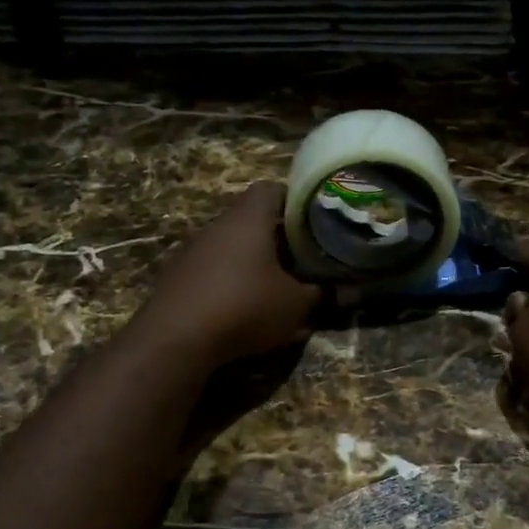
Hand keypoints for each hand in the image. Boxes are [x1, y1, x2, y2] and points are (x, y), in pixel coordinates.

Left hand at [131, 181, 320, 372]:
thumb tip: (354, 291)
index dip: (295, 200)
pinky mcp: (176, 277)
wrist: (175, 339)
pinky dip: (227, 281)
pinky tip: (239, 306)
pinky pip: (210, 269)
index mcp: (248, 218)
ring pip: (229, 245)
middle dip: (276, 236)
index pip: (272, 188)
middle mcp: (217, 225)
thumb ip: (325, 295)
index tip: (314, 220)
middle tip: (302, 256)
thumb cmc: (244, 306)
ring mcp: (192, 250)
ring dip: (250, 261)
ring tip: (274, 283)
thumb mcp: (296, 305)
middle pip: (251, 219)